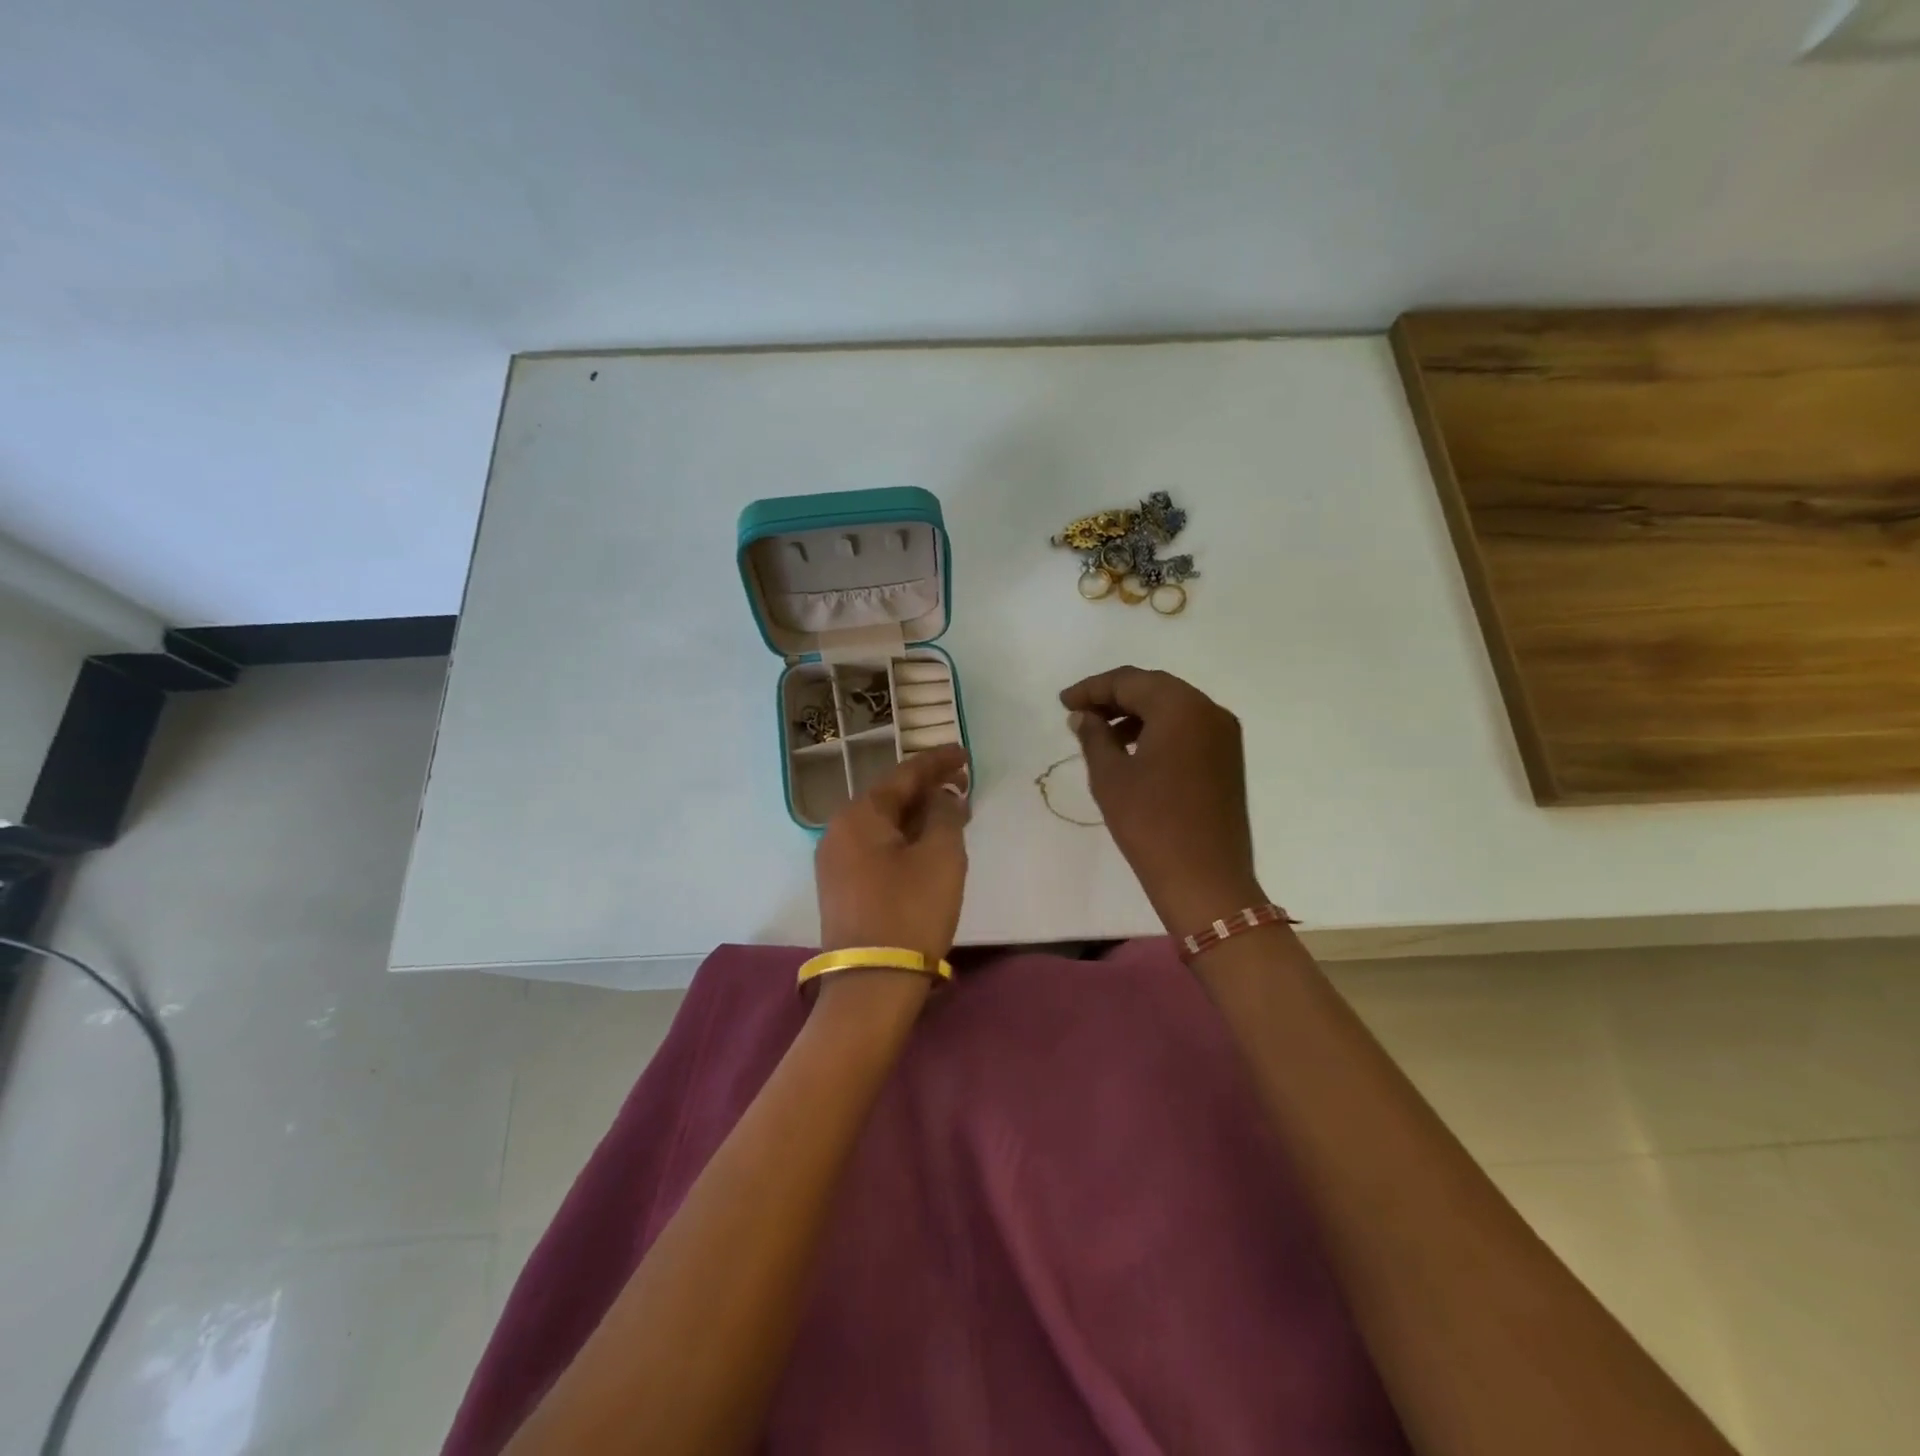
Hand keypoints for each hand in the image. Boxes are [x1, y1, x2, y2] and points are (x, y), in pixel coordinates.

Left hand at [815, 745, 971, 967]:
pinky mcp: (842, 888)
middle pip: (890, 798)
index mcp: (859, 815)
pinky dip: (905, 839)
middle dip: (928, 789)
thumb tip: (941, 797)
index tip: (964, 754)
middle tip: (964, 784)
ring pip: (884, 825)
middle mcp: (839, 831)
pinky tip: (927, 845)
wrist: (872, 984)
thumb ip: (945, 814)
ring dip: (918, 816)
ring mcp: (835, 861)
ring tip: (952, 813)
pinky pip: (877, 848)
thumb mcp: (941, 856)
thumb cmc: (911, 911)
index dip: (937, 762)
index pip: (904, 775)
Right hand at [1059, 667, 1263, 939]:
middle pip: (1154, 689)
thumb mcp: (1110, 777)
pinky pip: (1188, 729)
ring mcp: (1224, 735)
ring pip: (1173, 708)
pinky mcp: (1227, 759)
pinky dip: (1158, 731)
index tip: (1063, 703)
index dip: (1092, 689)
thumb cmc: (1150, 823)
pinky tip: (1133, 752)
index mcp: (1181, 707)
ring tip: (1101, 736)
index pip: (1129, 682)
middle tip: (1079, 714)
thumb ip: (1094, 737)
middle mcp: (1209, 710)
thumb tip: (1084, 717)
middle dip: (1114, 697)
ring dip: (1136, 714)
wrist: (1205, 879)